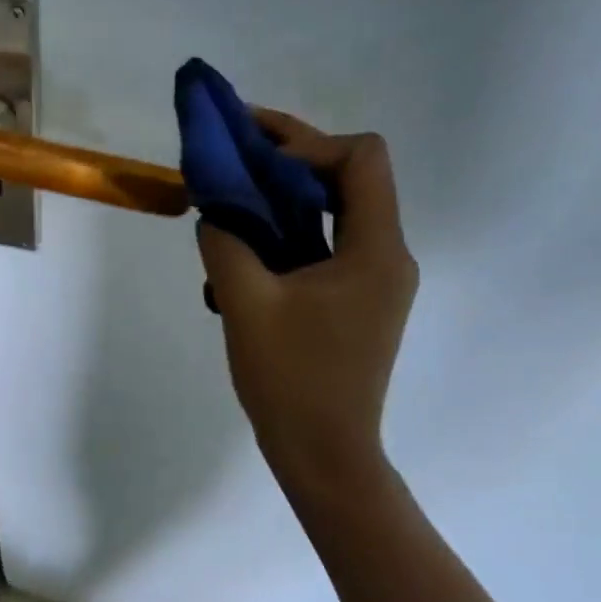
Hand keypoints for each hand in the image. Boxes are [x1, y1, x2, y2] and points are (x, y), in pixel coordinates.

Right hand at [197, 109, 418, 547]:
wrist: (325, 456)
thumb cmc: (292, 380)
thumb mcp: (246, 303)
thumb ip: (225, 242)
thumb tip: (215, 211)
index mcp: (374, 249)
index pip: (362, 158)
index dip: (308, 144)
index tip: (256, 162)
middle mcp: (385, 255)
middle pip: (347, 177)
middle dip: (288, 156)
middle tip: (234, 146)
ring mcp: (372, 279)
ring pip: (332, 211)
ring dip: (281, 196)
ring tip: (229, 197)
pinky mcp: (355, 300)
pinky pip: (323, 245)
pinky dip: (285, 233)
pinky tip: (242, 253)